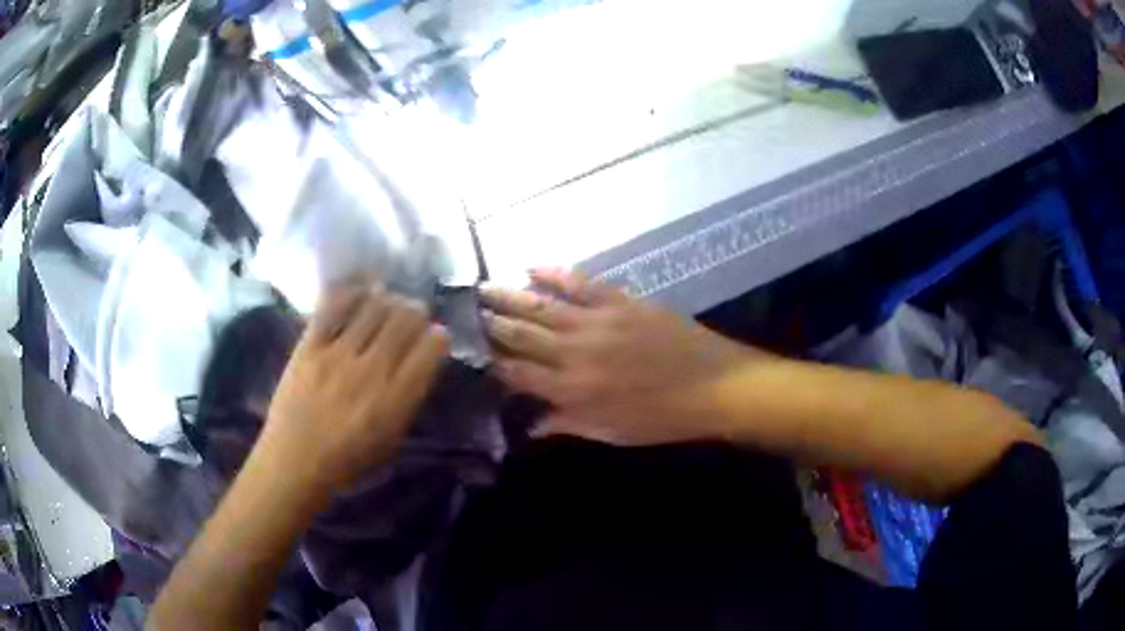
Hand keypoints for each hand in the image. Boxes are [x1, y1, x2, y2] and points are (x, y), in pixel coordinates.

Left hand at [263, 285, 448, 489]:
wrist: (294, 461)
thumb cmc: (348, 460)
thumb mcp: (392, 439)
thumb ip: (409, 398)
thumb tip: (420, 360)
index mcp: (395, 400)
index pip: (430, 349)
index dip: (439, 336)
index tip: (436, 336)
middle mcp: (370, 372)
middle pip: (404, 319)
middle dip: (416, 311)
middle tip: (412, 314)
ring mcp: (337, 356)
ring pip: (373, 306)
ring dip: (387, 299)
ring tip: (386, 302)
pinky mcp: (309, 346)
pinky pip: (333, 306)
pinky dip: (350, 292)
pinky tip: (358, 293)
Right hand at [482, 269, 763, 445]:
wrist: (714, 386)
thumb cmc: (662, 417)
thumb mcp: (612, 432)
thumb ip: (568, 423)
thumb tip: (531, 423)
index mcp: (572, 390)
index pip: (517, 374)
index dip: (492, 363)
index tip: (472, 352)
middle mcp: (575, 353)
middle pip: (522, 335)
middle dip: (491, 324)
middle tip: (466, 312)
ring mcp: (597, 322)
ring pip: (543, 306)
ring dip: (510, 296)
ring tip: (483, 287)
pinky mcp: (621, 301)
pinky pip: (581, 282)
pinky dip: (555, 272)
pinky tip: (532, 265)